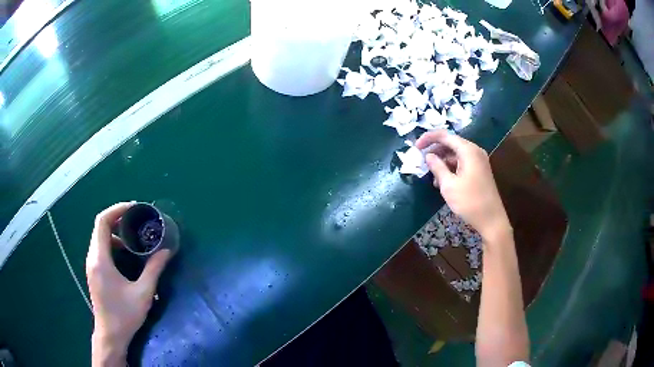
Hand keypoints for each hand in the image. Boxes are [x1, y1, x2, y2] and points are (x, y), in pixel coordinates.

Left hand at [87, 202, 171, 365]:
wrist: (110, 334)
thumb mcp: (143, 293)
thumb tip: (167, 251)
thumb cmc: (125, 315)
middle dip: (118, 218)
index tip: (134, 208)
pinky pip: (100, 248)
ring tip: (134, 235)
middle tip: (137, 219)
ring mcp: (92, 264)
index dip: (117, 210)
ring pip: (100, 237)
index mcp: (100, 259)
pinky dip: (113, 243)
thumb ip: (154, 269)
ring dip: (116, 231)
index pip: (102, 222)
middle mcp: (92, 257)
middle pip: (100, 226)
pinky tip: (126, 253)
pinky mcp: (94, 271)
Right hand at [416, 130, 509, 239]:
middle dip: (435, 151)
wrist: (491, 220)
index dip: (428, 138)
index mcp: (468, 150)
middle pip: (451, 143)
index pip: (444, 135)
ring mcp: (478, 161)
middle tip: (421, 161)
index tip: (416, 147)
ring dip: (442, 162)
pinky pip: (462, 163)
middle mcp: (474, 151)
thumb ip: (437, 167)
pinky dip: (451, 168)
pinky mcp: (479, 171)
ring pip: (455, 154)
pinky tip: (442, 182)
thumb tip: (428, 156)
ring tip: (431, 176)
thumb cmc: (470, 201)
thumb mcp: (449, 185)